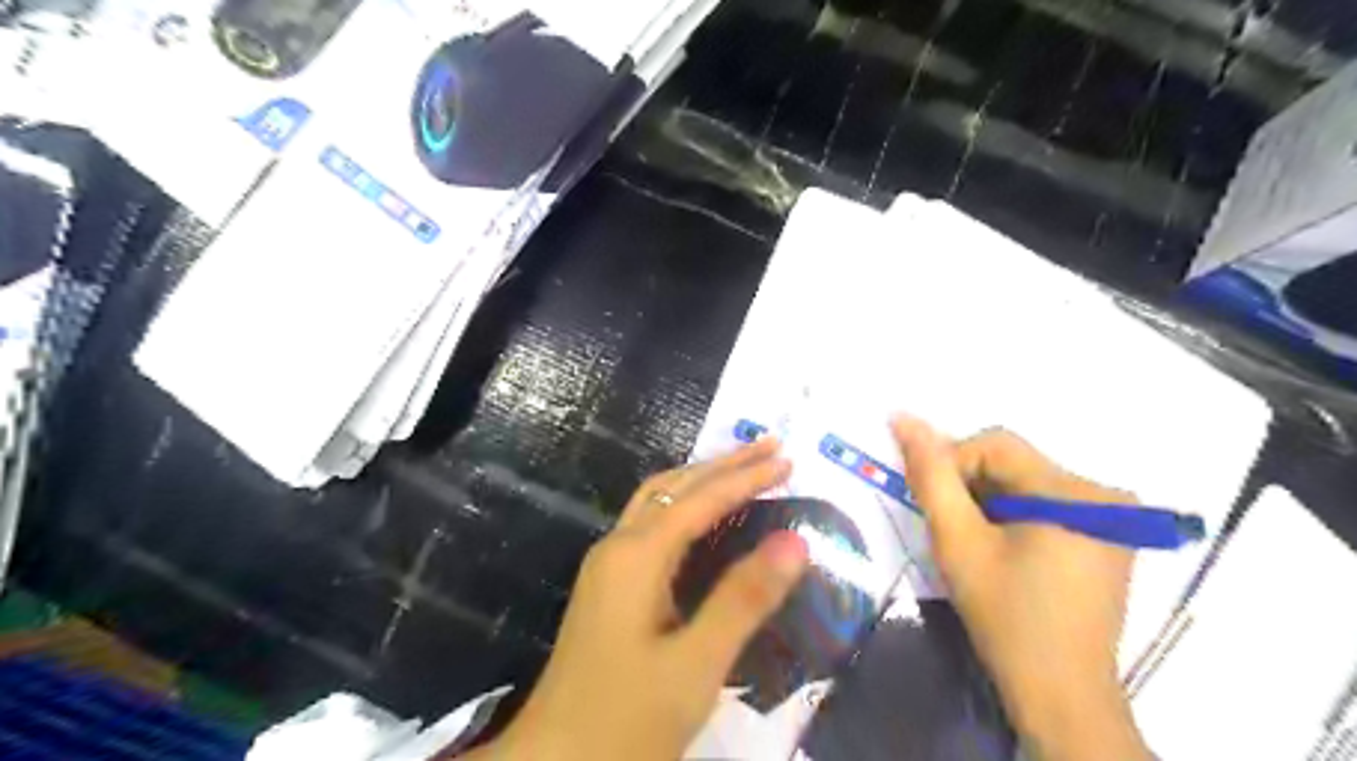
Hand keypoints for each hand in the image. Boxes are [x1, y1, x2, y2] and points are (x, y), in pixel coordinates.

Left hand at [466, 439, 804, 760]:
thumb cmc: (626, 720)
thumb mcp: (695, 665)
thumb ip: (744, 599)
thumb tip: (795, 541)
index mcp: (636, 556)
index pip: (700, 499)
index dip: (745, 477)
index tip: (788, 460)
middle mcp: (618, 547)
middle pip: (674, 486)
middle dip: (723, 463)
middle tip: (770, 447)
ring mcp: (608, 566)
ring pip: (658, 501)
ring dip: (702, 479)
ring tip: (743, 468)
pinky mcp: (609, 587)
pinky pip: (651, 525)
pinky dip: (685, 506)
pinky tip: (703, 518)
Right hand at [898, 416, 1148, 760]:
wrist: (1060, 692)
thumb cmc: (1005, 616)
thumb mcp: (958, 541)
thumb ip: (930, 475)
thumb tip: (903, 417)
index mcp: (1072, 491)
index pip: (995, 444)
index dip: (952, 465)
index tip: (934, 507)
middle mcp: (1104, 493)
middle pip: (1014, 462)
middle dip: (971, 488)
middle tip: (952, 530)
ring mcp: (1114, 516)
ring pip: (1026, 481)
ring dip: (990, 502)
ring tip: (975, 543)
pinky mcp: (1110, 536)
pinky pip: (1047, 502)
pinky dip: (1015, 515)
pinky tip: (1005, 550)